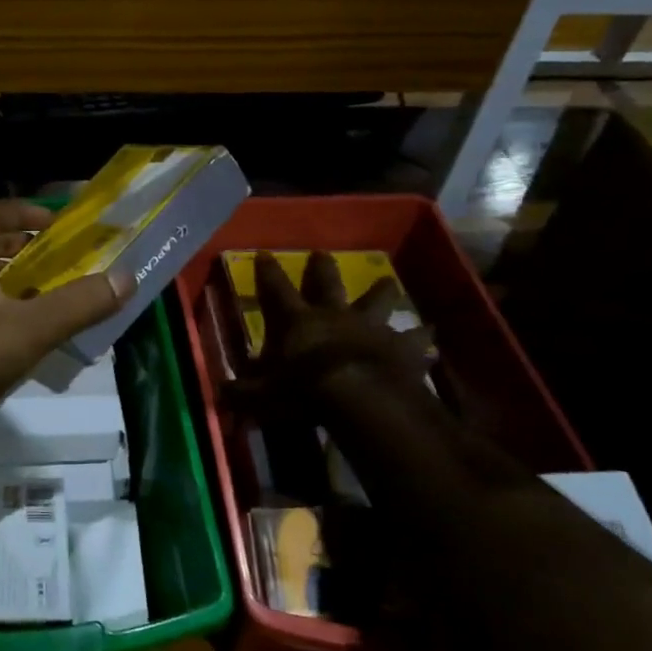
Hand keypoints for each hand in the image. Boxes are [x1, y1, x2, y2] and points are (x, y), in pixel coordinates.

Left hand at [0, 201, 128, 440]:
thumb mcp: (33, 327)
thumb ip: (80, 303)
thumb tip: (125, 278)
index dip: (27, 211)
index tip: (59, 224)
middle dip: (28, 248)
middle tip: (64, 260)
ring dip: (20, 282)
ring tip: (55, 295)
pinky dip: (9, 311)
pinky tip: (31, 334)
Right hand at [233, 251, 436, 421]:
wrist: (361, 398)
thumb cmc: (305, 390)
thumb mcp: (262, 395)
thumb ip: (242, 393)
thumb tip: (218, 394)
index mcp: (299, 321)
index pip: (276, 289)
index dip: (268, 271)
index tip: (263, 252)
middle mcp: (334, 315)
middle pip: (329, 284)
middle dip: (323, 268)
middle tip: (323, 253)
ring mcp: (372, 328)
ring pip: (378, 302)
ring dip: (383, 292)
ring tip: (389, 281)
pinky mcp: (403, 348)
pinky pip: (417, 341)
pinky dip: (424, 340)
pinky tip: (433, 340)